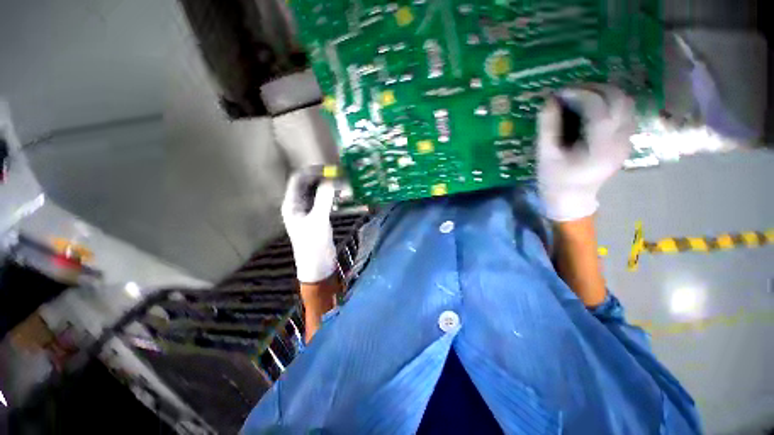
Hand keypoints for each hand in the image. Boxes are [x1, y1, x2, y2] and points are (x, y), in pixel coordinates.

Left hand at [281, 171, 336, 282]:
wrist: (318, 266)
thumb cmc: (313, 245)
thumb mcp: (319, 221)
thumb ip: (324, 199)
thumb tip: (331, 180)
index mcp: (292, 204)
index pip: (299, 179)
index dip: (312, 171)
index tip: (330, 169)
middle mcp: (299, 204)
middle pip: (310, 184)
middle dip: (324, 179)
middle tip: (341, 177)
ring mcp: (309, 211)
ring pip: (319, 192)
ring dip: (331, 188)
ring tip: (345, 187)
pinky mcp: (319, 216)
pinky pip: (325, 201)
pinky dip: (334, 197)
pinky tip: (345, 197)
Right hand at [537, 85, 635, 221]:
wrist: (573, 199)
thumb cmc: (555, 180)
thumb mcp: (545, 155)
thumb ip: (548, 127)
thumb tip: (549, 99)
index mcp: (601, 148)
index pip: (599, 108)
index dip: (579, 94)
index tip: (559, 93)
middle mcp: (621, 140)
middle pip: (618, 100)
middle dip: (593, 89)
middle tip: (570, 92)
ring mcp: (627, 139)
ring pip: (625, 102)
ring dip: (603, 93)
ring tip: (580, 97)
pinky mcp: (626, 139)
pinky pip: (625, 111)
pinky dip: (609, 102)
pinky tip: (591, 108)